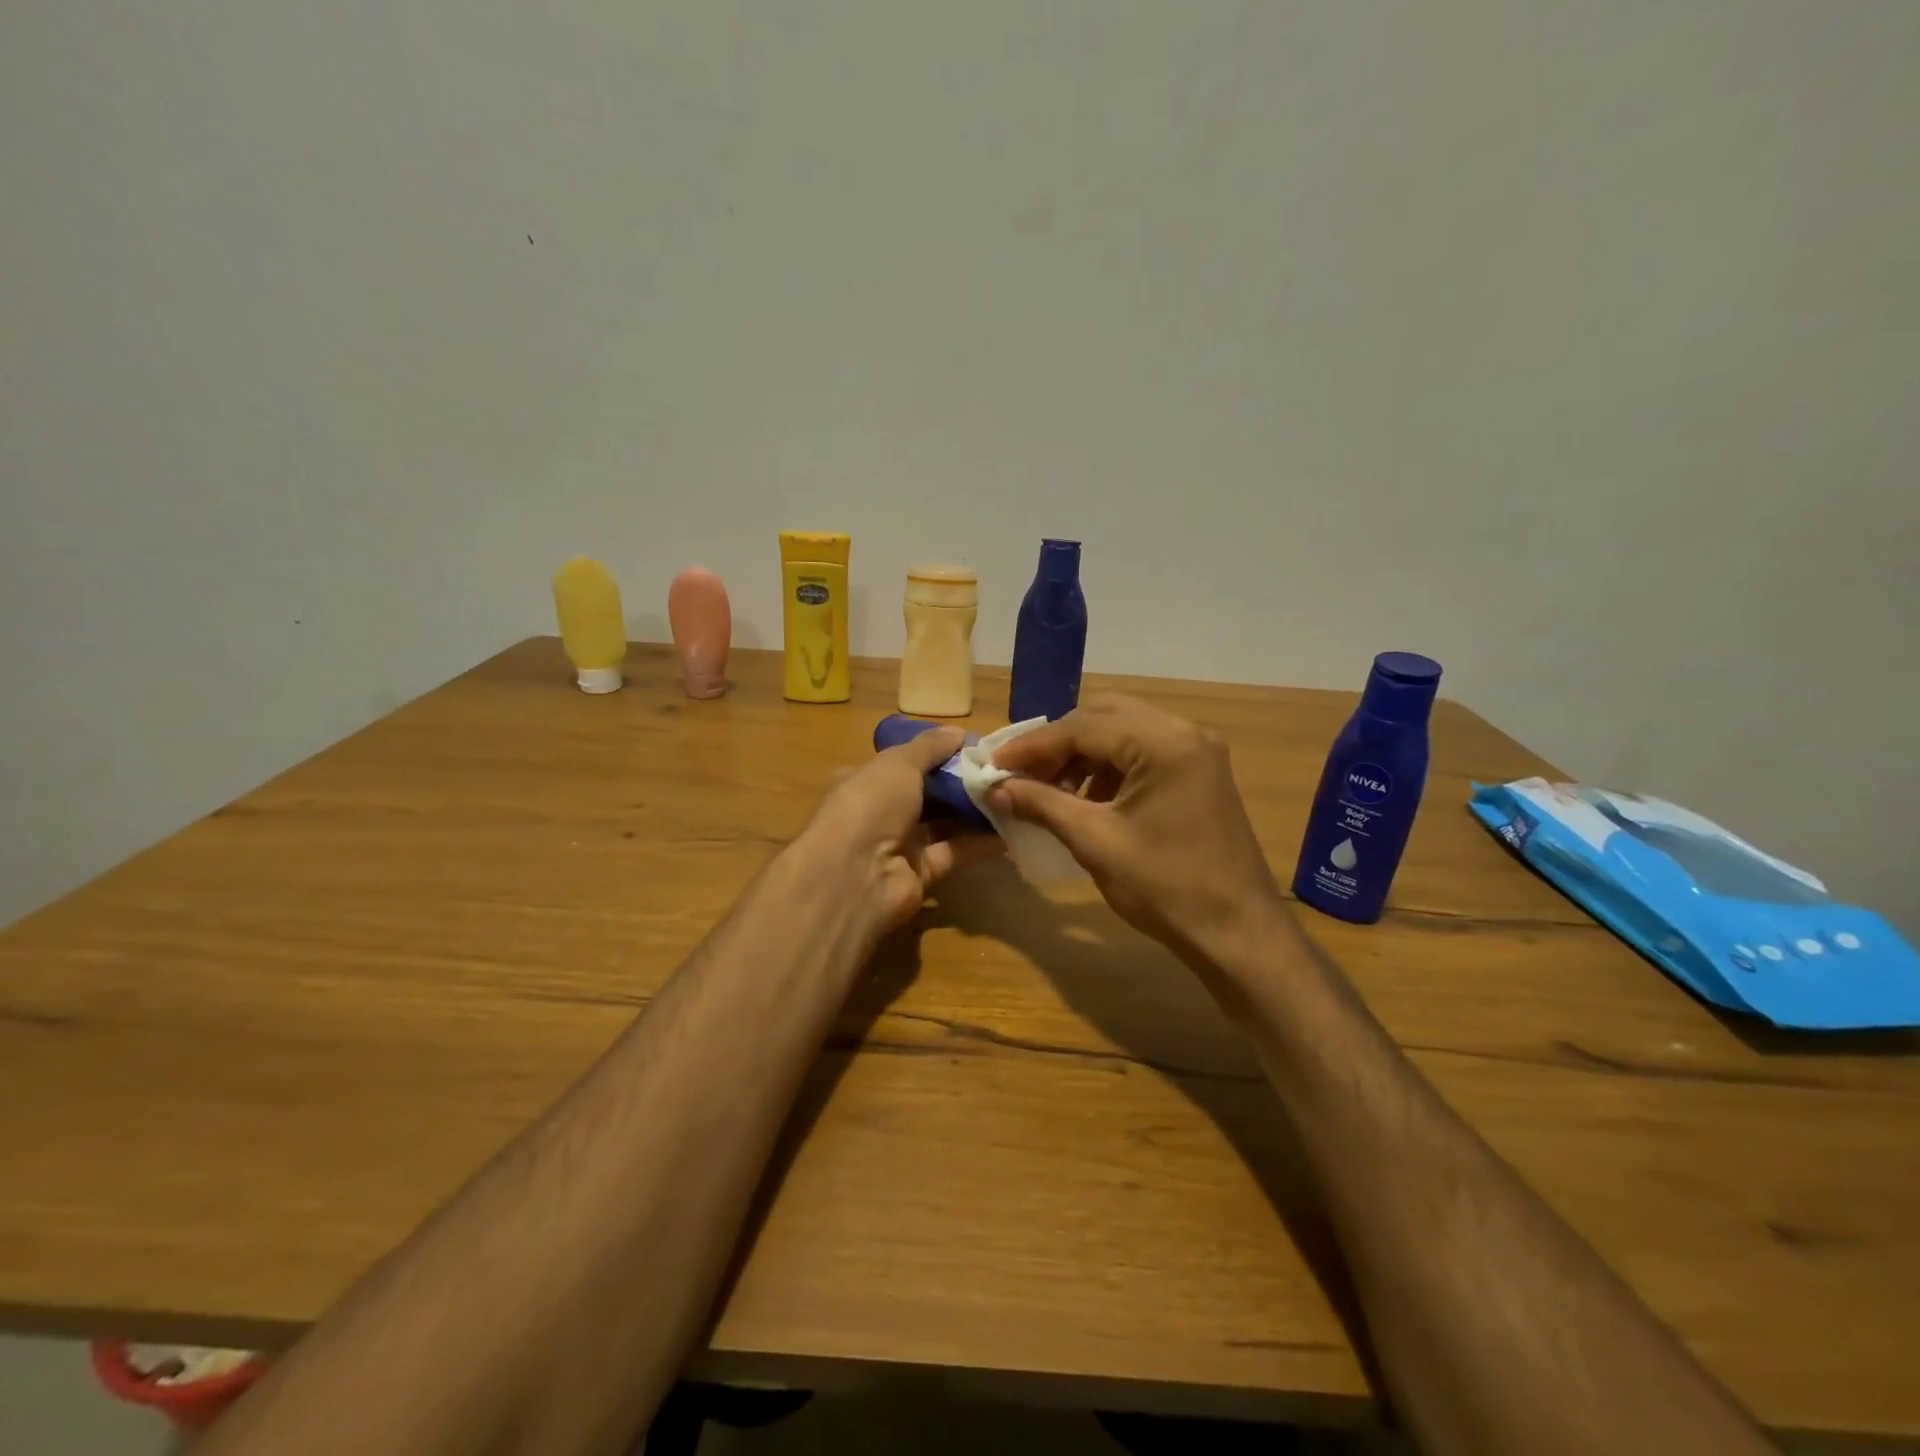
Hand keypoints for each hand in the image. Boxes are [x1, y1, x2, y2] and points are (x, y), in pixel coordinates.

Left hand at [799, 726, 1000, 934]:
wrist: (854, 876)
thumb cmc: (870, 804)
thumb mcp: (899, 763)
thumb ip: (930, 747)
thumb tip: (958, 733)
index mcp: (866, 781)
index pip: (904, 763)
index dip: (936, 754)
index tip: (974, 748)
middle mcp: (879, 813)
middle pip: (927, 794)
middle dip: (960, 783)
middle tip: (1001, 772)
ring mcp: (898, 846)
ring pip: (942, 824)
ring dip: (974, 811)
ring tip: (1013, 795)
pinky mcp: (919, 875)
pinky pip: (954, 853)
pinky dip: (979, 843)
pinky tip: (1010, 830)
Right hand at [986, 696, 1285, 963]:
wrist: (1237, 933)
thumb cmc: (1165, 888)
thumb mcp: (1094, 842)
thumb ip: (1041, 804)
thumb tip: (995, 788)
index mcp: (1162, 742)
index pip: (1081, 727)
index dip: (1032, 746)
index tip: (994, 765)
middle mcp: (1183, 732)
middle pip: (1103, 717)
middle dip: (1057, 744)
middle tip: (1021, 774)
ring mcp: (1196, 751)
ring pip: (1122, 732)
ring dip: (1081, 756)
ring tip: (1049, 792)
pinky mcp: (1199, 772)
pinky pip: (1142, 753)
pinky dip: (1108, 768)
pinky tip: (1086, 800)